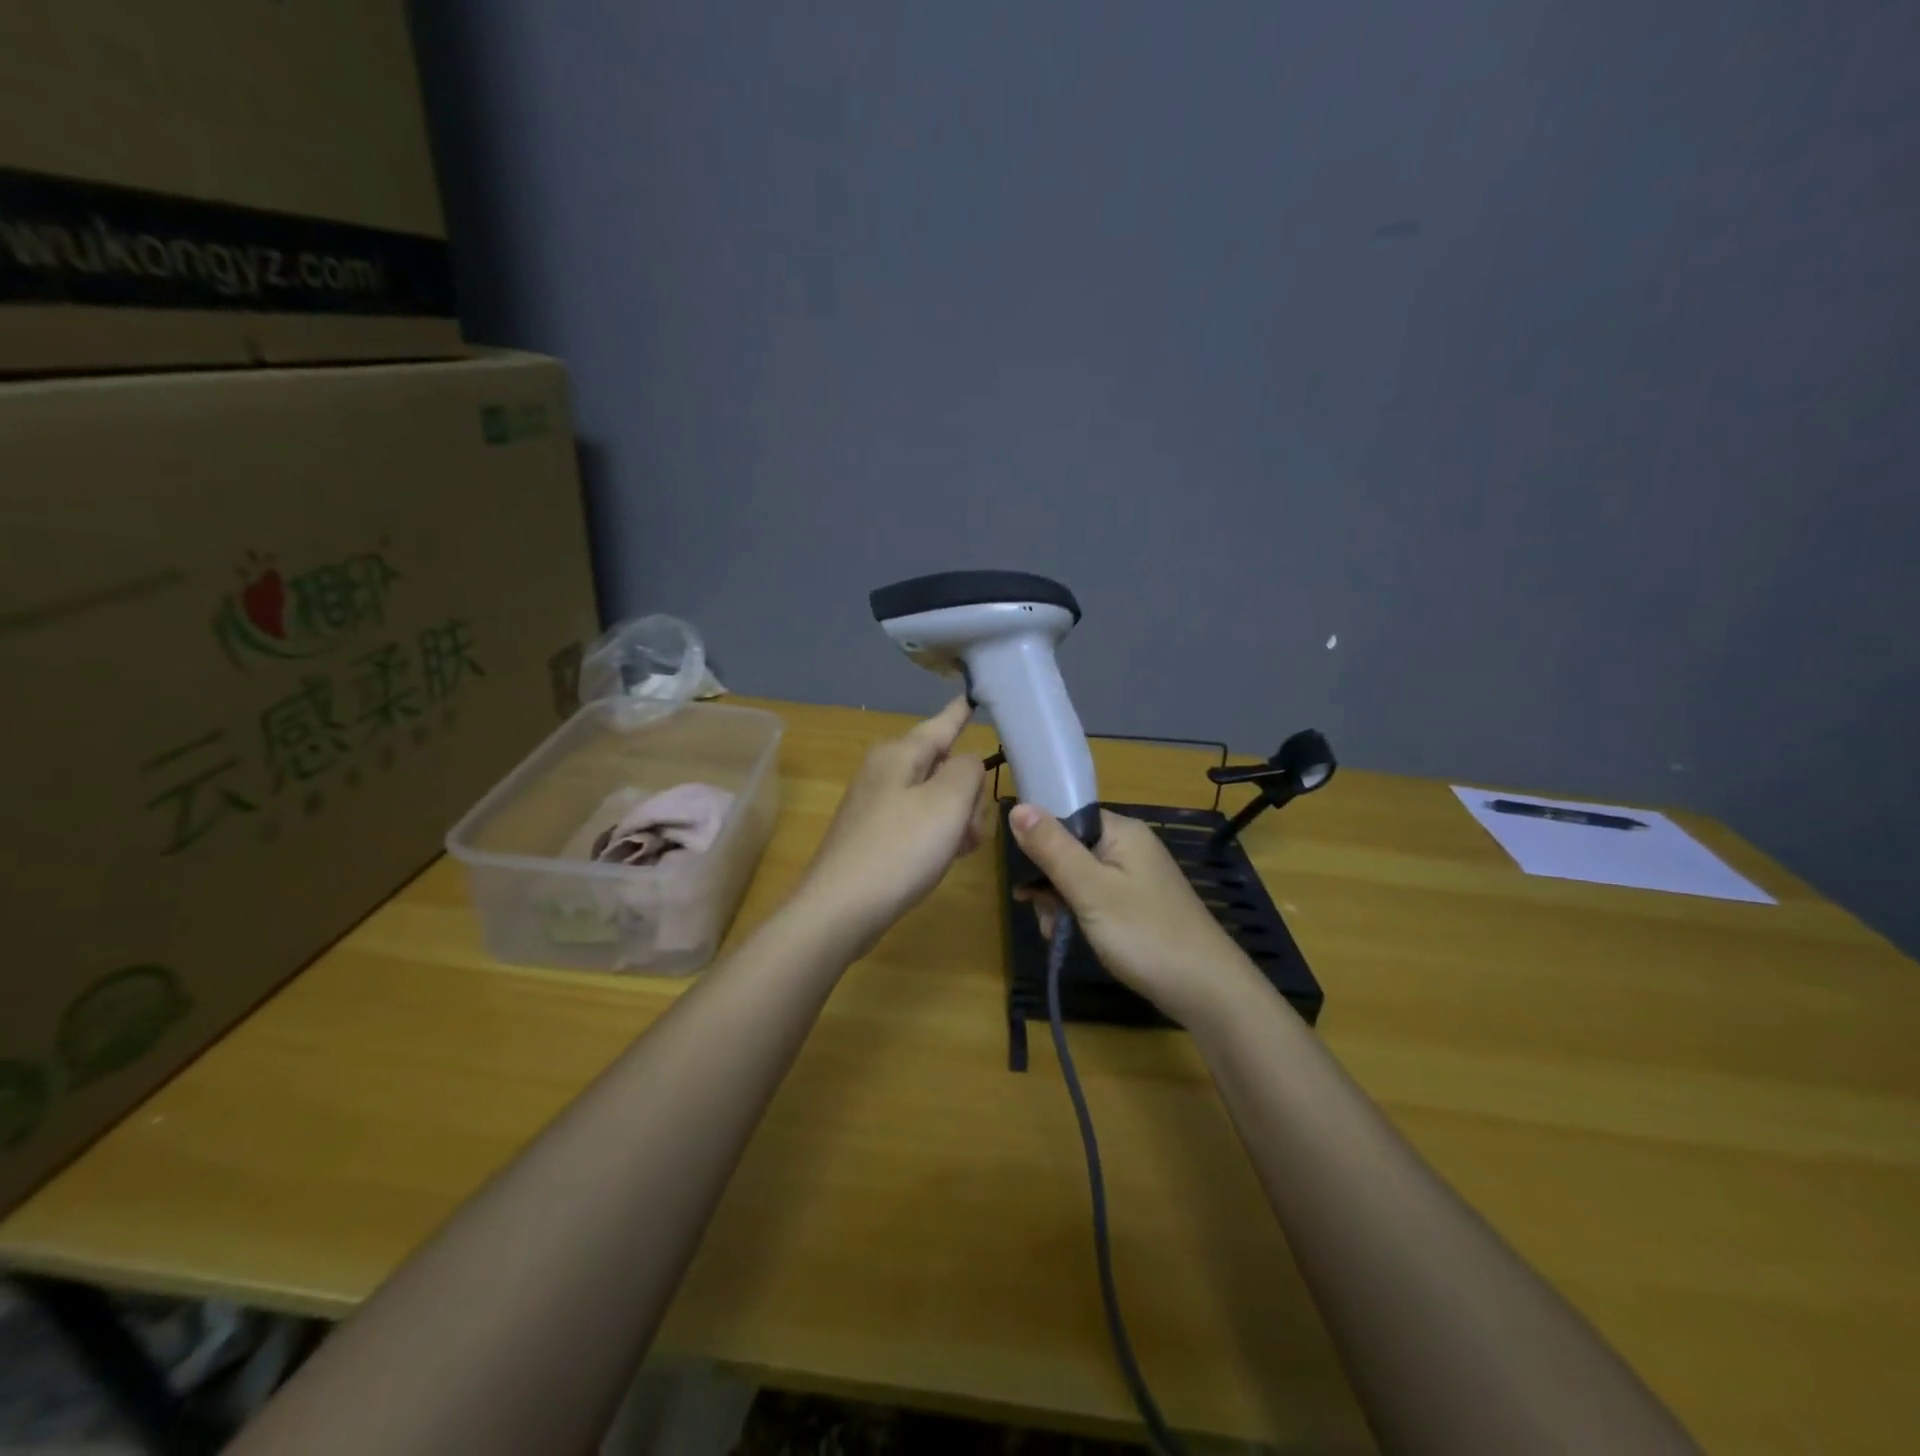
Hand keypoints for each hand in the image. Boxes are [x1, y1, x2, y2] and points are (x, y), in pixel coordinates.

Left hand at [794, 698, 992, 948]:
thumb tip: (966, 764)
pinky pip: (918, 822)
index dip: (961, 712)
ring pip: (934, 798)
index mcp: (899, 754)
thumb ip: (968, 770)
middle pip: (943, 766)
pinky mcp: (873, 835)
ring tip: (959, 850)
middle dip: (967, 793)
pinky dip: (936, 836)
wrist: (839, 911)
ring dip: (956, 820)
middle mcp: (883, 771)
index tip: (972, 695)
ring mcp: (875, 804)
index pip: (941, 724)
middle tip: (971, 829)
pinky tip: (940, 860)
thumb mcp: (947, 802)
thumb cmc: (899, 849)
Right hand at [1009, 804, 1258, 1027]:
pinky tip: (1069, 937)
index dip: (1039, 841)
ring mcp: (1137, 876)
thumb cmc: (1144, 934)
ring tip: (1054, 934)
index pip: (1067, 816)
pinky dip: (1079, 914)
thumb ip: (1052, 848)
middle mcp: (1130, 846)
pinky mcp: (1139, 904)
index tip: (1022, 875)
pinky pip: (1097, 896)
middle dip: (1048, 881)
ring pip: (1080, 876)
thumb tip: (1018, 806)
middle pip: (1070, 848)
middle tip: (1042, 916)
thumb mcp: (1090, 890)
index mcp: (1122, 831)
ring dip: (1060, 902)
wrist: (1207, 990)